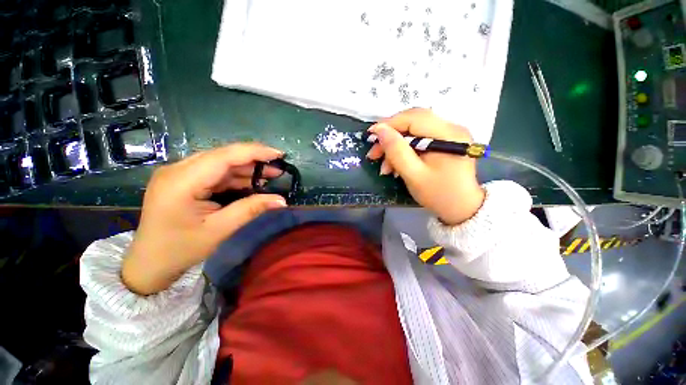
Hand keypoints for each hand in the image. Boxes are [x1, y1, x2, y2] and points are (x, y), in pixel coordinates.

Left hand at [122, 143, 286, 294]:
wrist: (149, 263)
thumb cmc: (181, 249)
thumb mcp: (220, 230)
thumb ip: (251, 209)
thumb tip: (281, 200)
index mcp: (182, 181)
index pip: (224, 156)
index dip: (254, 152)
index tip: (279, 154)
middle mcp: (177, 169)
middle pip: (223, 156)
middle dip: (253, 160)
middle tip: (278, 168)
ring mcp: (179, 173)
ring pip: (220, 162)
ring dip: (246, 168)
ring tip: (270, 175)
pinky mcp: (183, 179)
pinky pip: (214, 172)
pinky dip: (235, 176)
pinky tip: (251, 182)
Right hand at [366, 108, 484, 225]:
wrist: (462, 208)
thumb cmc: (438, 195)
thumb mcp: (414, 175)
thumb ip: (396, 151)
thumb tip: (380, 130)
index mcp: (448, 135)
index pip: (413, 118)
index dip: (389, 124)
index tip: (370, 136)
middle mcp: (452, 128)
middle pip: (413, 121)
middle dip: (390, 136)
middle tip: (375, 153)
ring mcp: (450, 134)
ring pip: (414, 130)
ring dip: (396, 146)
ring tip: (385, 166)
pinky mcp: (446, 141)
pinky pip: (420, 138)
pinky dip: (405, 149)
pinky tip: (397, 164)